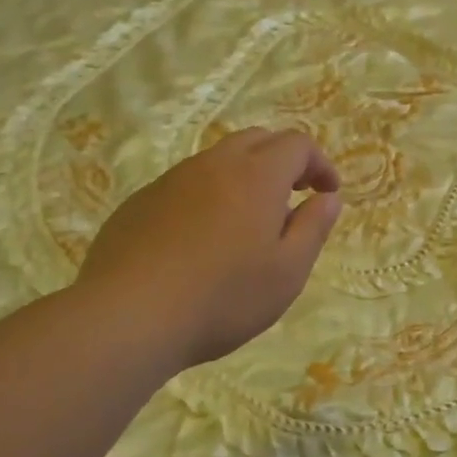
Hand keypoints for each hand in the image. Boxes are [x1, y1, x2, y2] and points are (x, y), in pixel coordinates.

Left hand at [77, 127, 342, 368]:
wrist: (128, 317)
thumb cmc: (223, 297)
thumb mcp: (288, 271)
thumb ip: (313, 227)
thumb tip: (328, 198)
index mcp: (256, 176)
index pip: (296, 144)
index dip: (319, 163)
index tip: (327, 193)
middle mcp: (214, 165)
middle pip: (257, 140)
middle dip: (283, 160)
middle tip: (295, 196)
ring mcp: (171, 181)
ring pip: (218, 160)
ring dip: (245, 177)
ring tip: (249, 222)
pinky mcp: (140, 203)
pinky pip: (186, 185)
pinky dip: (209, 196)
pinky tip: (203, 241)